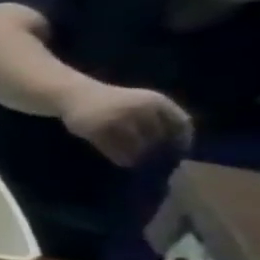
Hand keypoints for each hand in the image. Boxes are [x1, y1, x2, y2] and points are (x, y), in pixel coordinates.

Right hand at [59, 82, 193, 166]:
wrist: (76, 95)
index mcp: (157, 101)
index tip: (178, 152)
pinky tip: (122, 162)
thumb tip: (172, 144)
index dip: (183, 140)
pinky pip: (115, 149)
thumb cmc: (112, 102)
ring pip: (138, 145)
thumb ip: (158, 117)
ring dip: (139, 157)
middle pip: (159, 137)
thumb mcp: (141, 103)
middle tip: (157, 162)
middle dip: (159, 151)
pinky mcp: (99, 130)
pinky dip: (120, 158)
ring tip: (138, 163)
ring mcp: (119, 120)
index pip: (181, 124)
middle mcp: (141, 110)